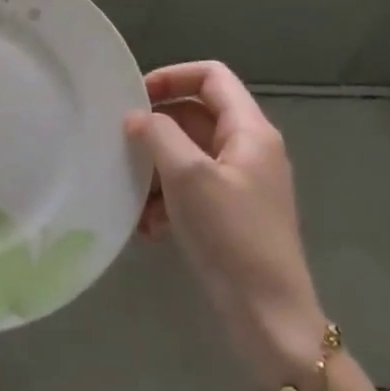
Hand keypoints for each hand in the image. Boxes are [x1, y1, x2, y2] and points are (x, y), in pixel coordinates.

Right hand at [124, 62, 328, 388]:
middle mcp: (248, 149)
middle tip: (122, 147)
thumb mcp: (189, 176)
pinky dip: (166, 200)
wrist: (267, 314)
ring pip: (187, 155)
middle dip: (155, 131)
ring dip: (155, 171)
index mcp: (250, 131)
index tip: (134, 99)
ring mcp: (239, 183)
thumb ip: (159, 135)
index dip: (171, 77)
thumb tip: (136, 118)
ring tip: (133, 199)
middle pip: (194, 116)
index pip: (211, 76)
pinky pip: (189, 189)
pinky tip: (148, 228)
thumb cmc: (231, 234)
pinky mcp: (228, 214)